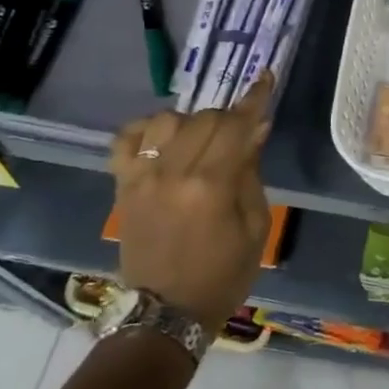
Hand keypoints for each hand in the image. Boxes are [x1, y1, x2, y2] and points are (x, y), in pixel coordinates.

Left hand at [108, 71, 274, 332]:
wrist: (166, 312)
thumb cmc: (223, 274)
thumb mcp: (255, 226)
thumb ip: (252, 172)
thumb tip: (256, 129)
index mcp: (212, 185)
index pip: (236, 125)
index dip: (254, 98)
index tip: (265, 77)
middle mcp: (174, 172)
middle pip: (205, 118)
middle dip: (228, 117)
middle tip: (239, 134)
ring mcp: (142, 177)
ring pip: (167, 120)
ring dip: (190, 122)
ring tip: (200, 141)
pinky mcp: (122, 186)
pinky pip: (127, 139)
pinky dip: (146, 130)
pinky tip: (162, 140)